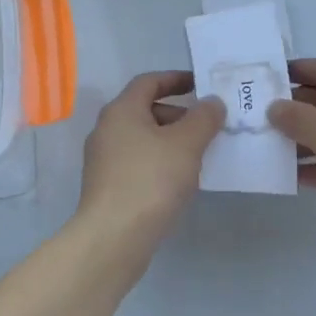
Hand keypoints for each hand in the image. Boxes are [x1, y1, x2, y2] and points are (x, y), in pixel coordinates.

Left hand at [77, 72, 225, 244]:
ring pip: (142, 139)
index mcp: (121, 110)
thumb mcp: (186, 144)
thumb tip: (212, 102)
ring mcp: (102, 160)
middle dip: (178, 114)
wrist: (113, 236)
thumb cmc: (151, 180)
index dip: (176, 79)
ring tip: (199, 155)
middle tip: (207, 127)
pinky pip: (137, 162)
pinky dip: (159, 162)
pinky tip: (179, 181)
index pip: (149, 82)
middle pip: (145, 110)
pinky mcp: (106, 186)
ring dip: (170, 141)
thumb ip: (203, 118)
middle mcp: (106, 129)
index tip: (202, 85)